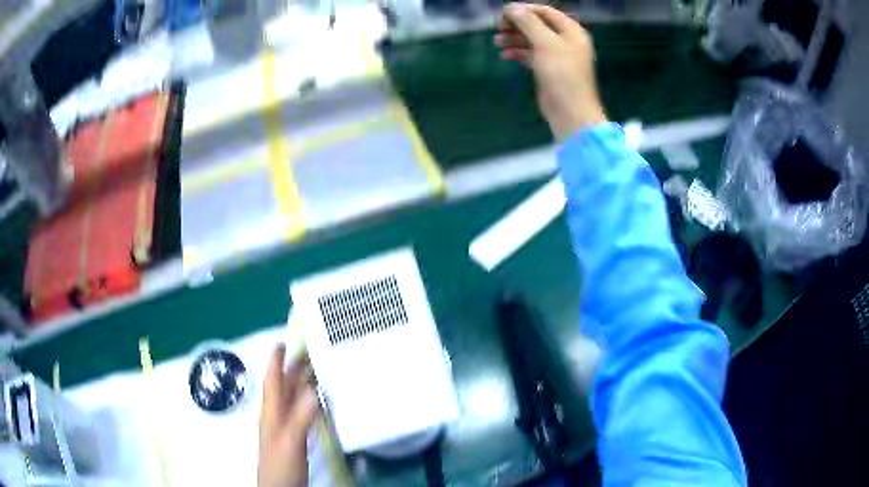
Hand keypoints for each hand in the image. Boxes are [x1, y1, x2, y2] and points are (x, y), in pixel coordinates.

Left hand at [258, 344, 319, 486]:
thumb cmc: (280, 464)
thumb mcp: (290, 440)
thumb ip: (301, 416)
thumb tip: (314, 387)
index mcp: (272, 413)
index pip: (272, 381)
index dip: (275, 362)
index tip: (282, 342)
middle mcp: (277, 416)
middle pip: (283, 388)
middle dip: (293, 369)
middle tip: (309, 352)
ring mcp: (285, 428)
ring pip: (293, 400)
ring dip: (302, 384)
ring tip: (318, 371)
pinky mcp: (294, 439)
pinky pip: (302, 414)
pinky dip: (310, 403)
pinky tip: (320, 403)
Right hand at [495, 3, 606, 140]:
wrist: (571, 112)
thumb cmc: (562, 74)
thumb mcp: (545, 43)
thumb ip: (529, 23)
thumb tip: (512, 8)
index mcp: (571, 31)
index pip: (546, 11)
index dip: (524, 9)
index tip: (504, 13)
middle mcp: (566, 41)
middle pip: (538, 25)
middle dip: (517, 24)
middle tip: (498, 27)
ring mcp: (558, 56)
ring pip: (533, 40)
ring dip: (515, 38)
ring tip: (497, 41)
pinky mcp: (550, 70)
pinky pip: (532, 55)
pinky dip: (519, 53)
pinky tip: (505, 55)